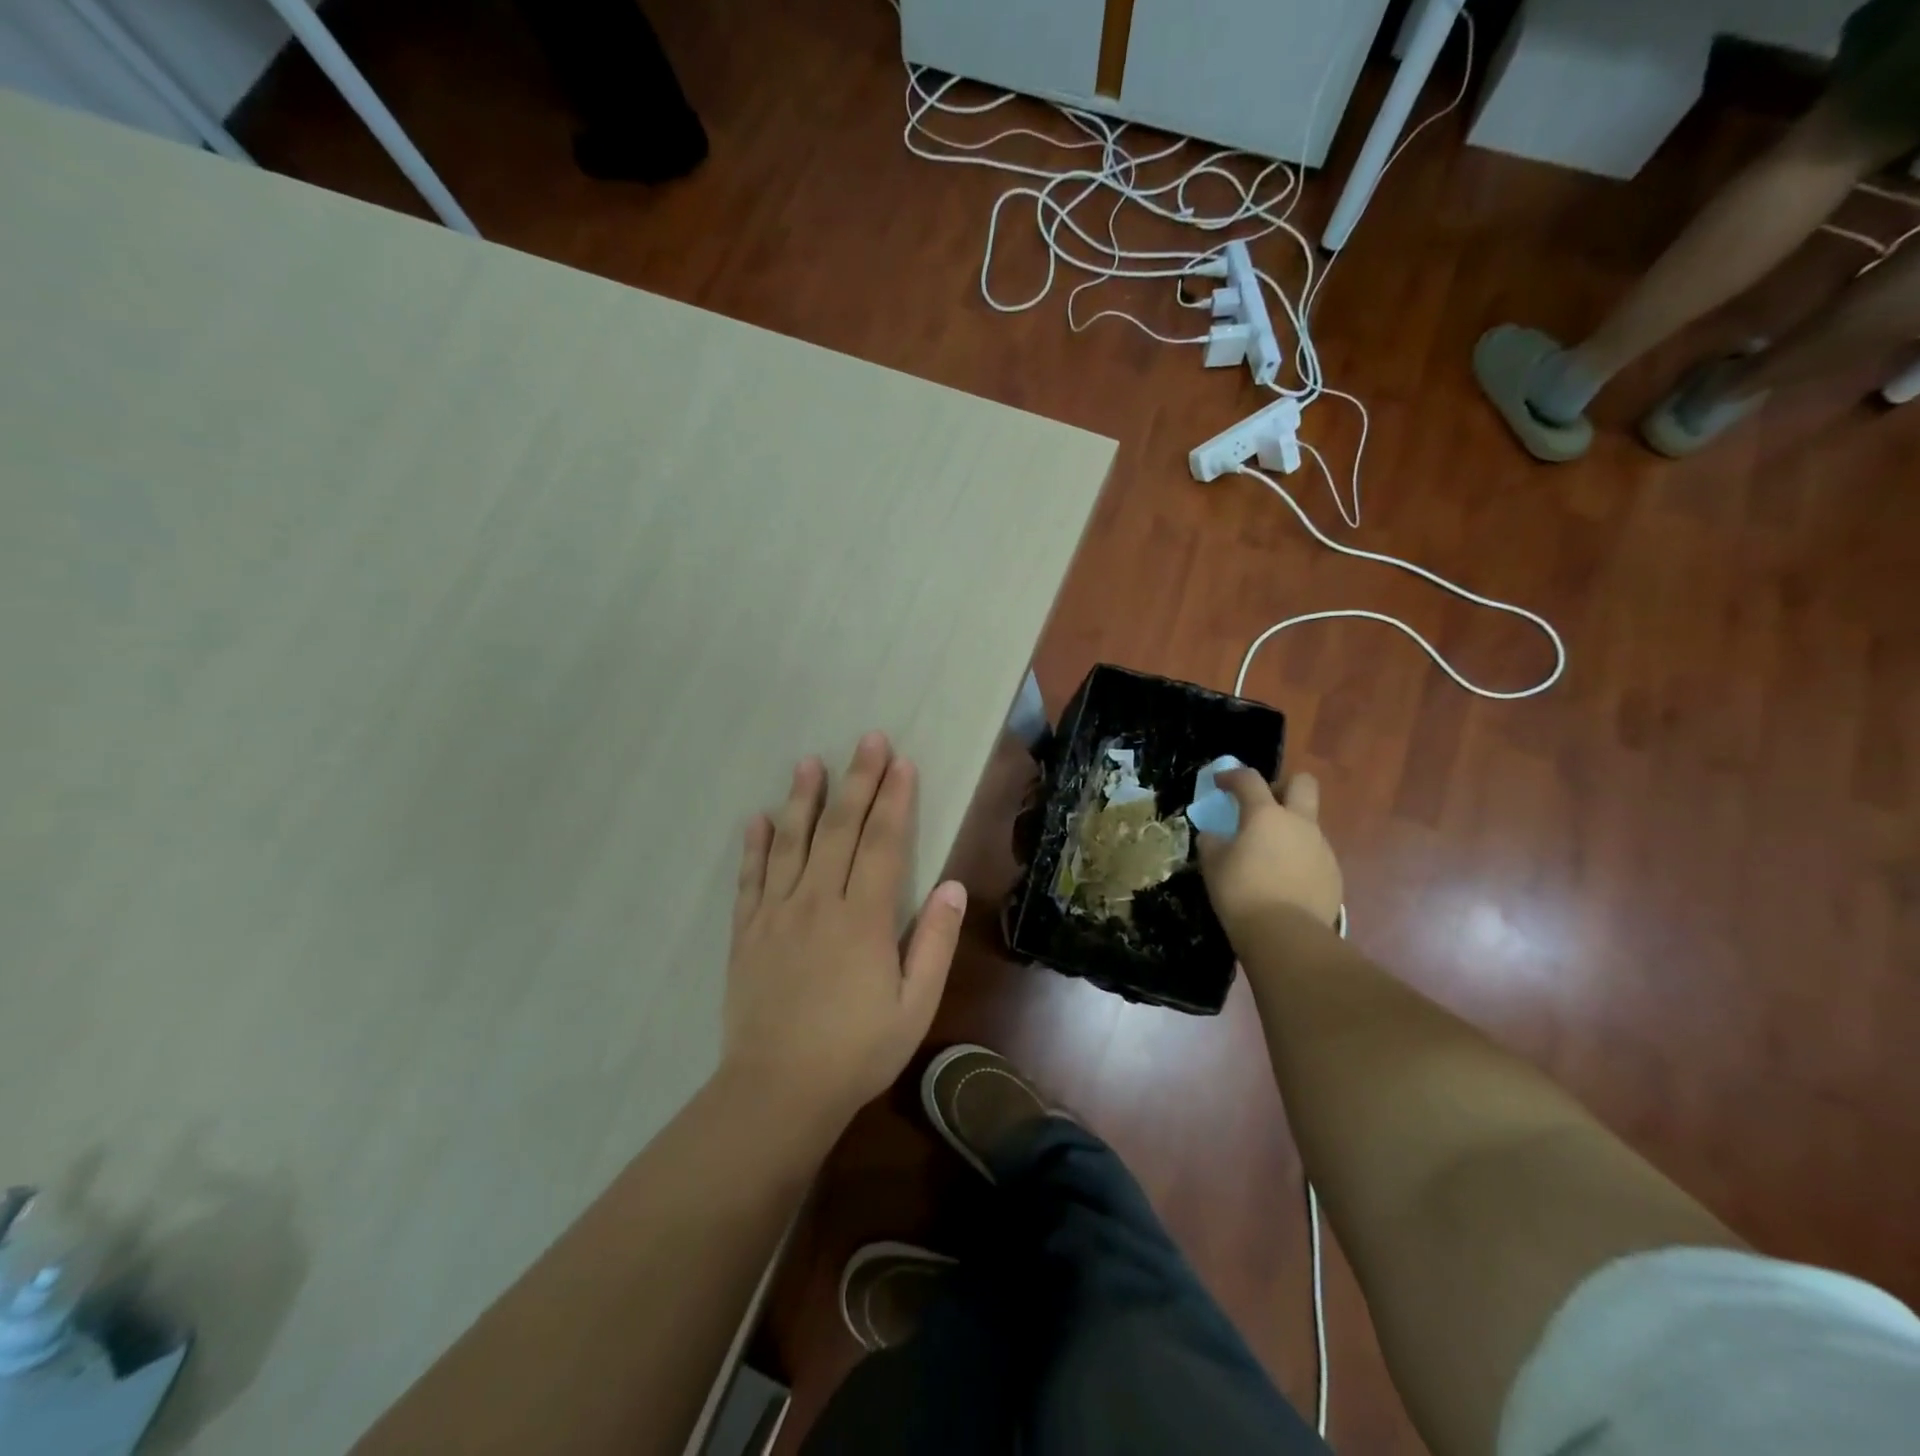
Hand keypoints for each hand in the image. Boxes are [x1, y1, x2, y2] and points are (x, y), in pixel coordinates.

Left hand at [722, 732, 966, 1123]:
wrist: (777, 1091)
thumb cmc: (857, 1051)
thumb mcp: (915, 1006)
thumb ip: (934, 943)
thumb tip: (953, 887)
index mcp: (863, 918)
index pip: (883, 843)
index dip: (895, 799)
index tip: (902, 762)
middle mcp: (818, 902)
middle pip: (839, 829)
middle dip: (857, 781)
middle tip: (867, 740)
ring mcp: (777, 914)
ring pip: (792, 843)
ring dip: (803, 799)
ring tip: (809, 762)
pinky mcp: (747, 932)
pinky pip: (751, 878)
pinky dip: (755, 846)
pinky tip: (758, 818)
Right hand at [1196, 770, 1342, 934]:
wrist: (1286, 935)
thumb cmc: (1241, 892)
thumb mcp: (1213, 864)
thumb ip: (1212, 842)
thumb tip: (1215, 836)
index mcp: (1266, 814)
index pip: (1249, 779)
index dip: (1232, 776)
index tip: (1220, 783)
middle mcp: (1299, 823)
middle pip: (1302, 783)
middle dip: (1282, 786)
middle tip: (1263, 805)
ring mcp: (1321, 848)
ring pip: (1308, 823)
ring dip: (1289, 828)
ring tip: (1268, 854)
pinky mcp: (1333, 873)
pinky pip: (1314, 854)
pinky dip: (1298, 858)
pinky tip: (1283, 880)